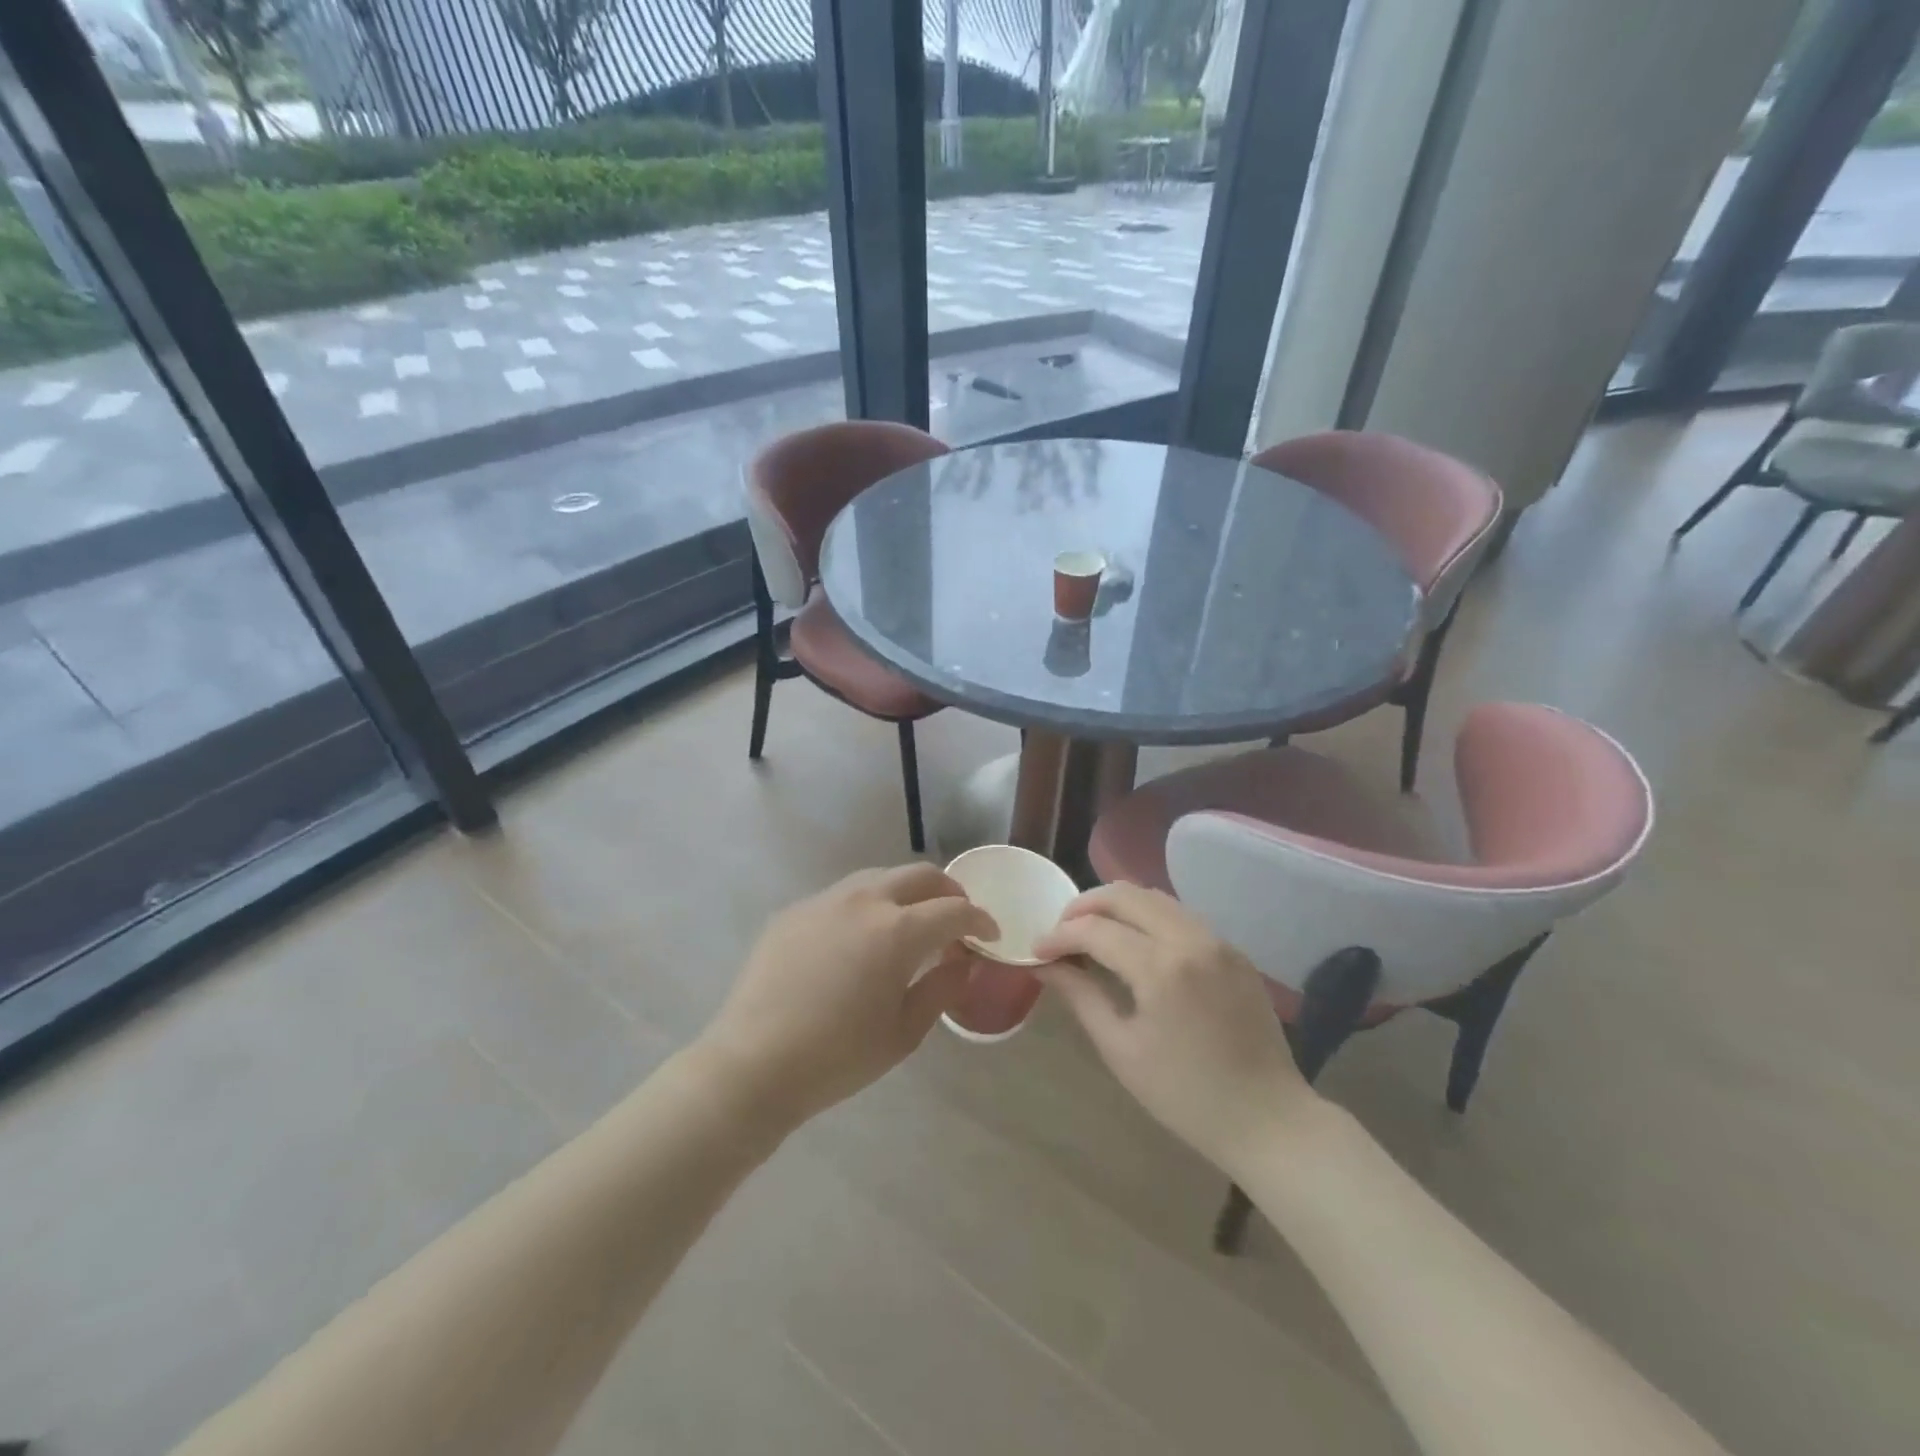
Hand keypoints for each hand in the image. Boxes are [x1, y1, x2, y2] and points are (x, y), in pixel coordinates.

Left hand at [696, 865, 997, 1132]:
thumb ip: (942, 988)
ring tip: (912, 922)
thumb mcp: (903, 1032)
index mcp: (897, 930)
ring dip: (907, 892)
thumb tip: (964, 962)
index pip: (954, 909)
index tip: (989, 936)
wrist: (752, 1064)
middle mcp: (864, 900)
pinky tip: (860, 938)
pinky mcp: (795, 911)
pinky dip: (867, 905)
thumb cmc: (837, 1057)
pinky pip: (843, 895)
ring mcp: (825, 900)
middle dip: (948, 891)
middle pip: (920, 875)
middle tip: (957, 918)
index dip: (980, 920)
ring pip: (879, 876)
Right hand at [1033, 883, 1313, 1175]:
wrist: (1268, 1119)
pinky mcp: (1233, 950)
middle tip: (1061, 932)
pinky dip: (1148, 917)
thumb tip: (1045, 964)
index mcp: (1161, 968)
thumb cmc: (1185, 1096)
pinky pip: (1180, 915)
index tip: (1037, 950)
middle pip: (1125, 895)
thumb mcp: (1121, 1049)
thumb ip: (1081, 996)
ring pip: (1154, 897)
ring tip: (1092, 934)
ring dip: (1116, 907)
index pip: (1095, 930)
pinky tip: (1134, 944)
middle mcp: (1191, 939)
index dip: (1059, 936)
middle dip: (1084, 906)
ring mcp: (1217, 940)